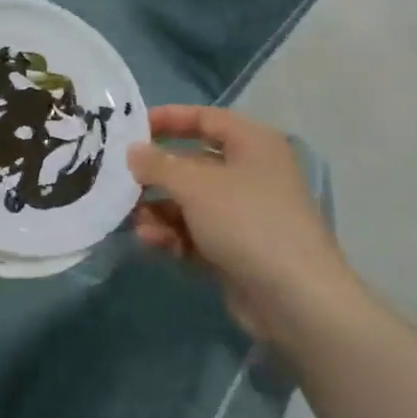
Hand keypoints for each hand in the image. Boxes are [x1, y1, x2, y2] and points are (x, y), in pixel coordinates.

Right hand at [128, 105, 354, 344]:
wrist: (296, 300)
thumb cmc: (247, 221)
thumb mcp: (195, 185)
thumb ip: (158, 164)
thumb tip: (133, 152)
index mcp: (252, 143)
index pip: (204, 118)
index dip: (168, 119)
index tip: (130, 128)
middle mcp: (250, 172)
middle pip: (192, 163)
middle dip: (156, 174)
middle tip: (120, 180)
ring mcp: (245, 214)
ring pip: (190, 202)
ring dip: (160, 209)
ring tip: (135, 221)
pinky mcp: (237, 249)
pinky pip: (196, 232)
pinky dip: (174, 235)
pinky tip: (152, 243)